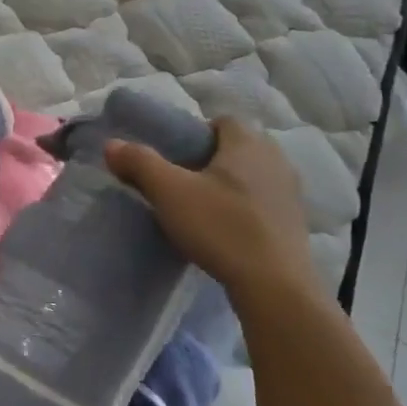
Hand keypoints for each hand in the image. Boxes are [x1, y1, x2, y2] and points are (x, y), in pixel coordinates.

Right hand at [106, 116, 318, 302]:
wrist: (274, 285)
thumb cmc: (220, 227)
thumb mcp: (169, 192)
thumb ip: (139, 163)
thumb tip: (112, 144)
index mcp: (248, 144)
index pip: (222, 121)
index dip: (195, 133)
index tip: (173, 157)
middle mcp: (276, 159)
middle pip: (236, 147)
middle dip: (209, 159)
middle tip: (180, 182)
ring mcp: (290, 192)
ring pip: (250, 175)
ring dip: (228, 184)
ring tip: (200, 207)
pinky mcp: (294, 222)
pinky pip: (262, 201)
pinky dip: (243, 207)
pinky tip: (224, 229)